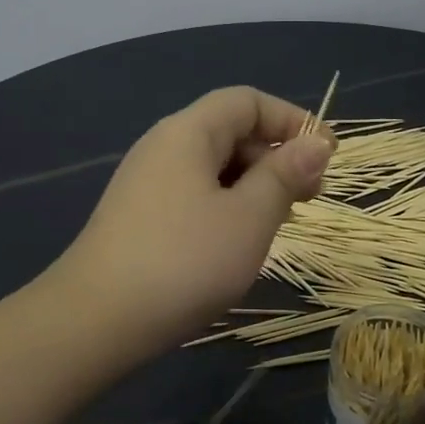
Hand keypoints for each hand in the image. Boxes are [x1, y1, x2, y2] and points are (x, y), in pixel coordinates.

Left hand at [52, 87, 334, 353]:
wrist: (97, 321)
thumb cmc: (185, 262)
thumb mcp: (249, 218)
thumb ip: (285, 175)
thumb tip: (315, 144)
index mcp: (188, 133)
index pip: (247, 101)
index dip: (292, 120)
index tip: (327, 156)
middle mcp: (163, 148)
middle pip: (229, 131)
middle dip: (276, 156)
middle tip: (309, 198)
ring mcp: (146, 184)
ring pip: (213, 168)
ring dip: (254, 186)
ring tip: (279, 223)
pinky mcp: (139, 218)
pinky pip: (194, 195)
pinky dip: (227, 207)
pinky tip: (238, 242)